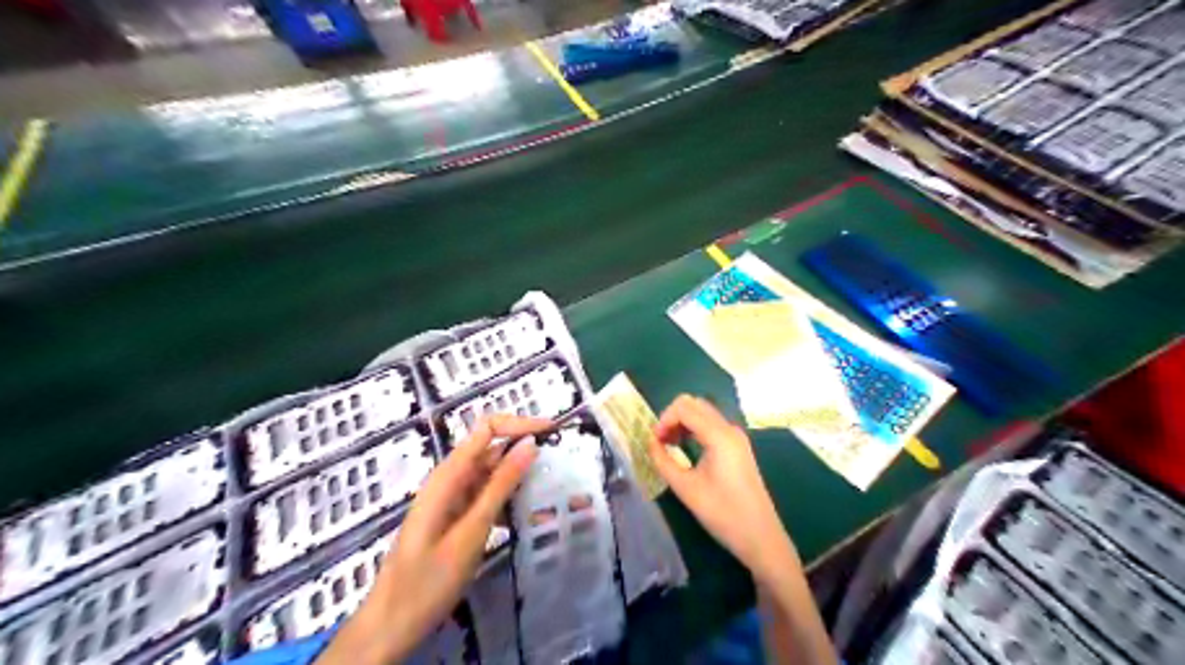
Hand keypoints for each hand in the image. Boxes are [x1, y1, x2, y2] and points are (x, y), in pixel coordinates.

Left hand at [321, 415, 551, 664]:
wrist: (390, 625)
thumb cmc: (428, 581)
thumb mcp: (472, 531)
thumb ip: (501, 485)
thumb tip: (530, 443)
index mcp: (449, 474)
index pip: (487, 428)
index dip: (520, 423)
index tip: (554, 431)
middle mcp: (450, 478)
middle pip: (491, 448)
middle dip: (525, 451)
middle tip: (560, 466)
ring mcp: (451, 497)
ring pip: (491, 474)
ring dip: (519, 479)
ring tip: (551, 491)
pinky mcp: (455, 516)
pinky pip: (486, 496)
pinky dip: (507, 500)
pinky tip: (527, 516)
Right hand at [646, 398, 799, 582]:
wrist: (761, 537)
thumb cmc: (723, 513)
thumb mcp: (686, 489)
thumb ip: (663, 462)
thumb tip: (651, 443)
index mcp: (719, 436)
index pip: (684, 407)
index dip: (664, 419)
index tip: (654, 442)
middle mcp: (729, 429)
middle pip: (694, 404)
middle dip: (672, 417)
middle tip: (660, 442)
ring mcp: (736, 437)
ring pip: (703, 413)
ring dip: (682, 423)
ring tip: (669, 446)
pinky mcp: (738, 447)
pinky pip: (711, 426)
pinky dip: (694, 430)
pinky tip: (685, 449)